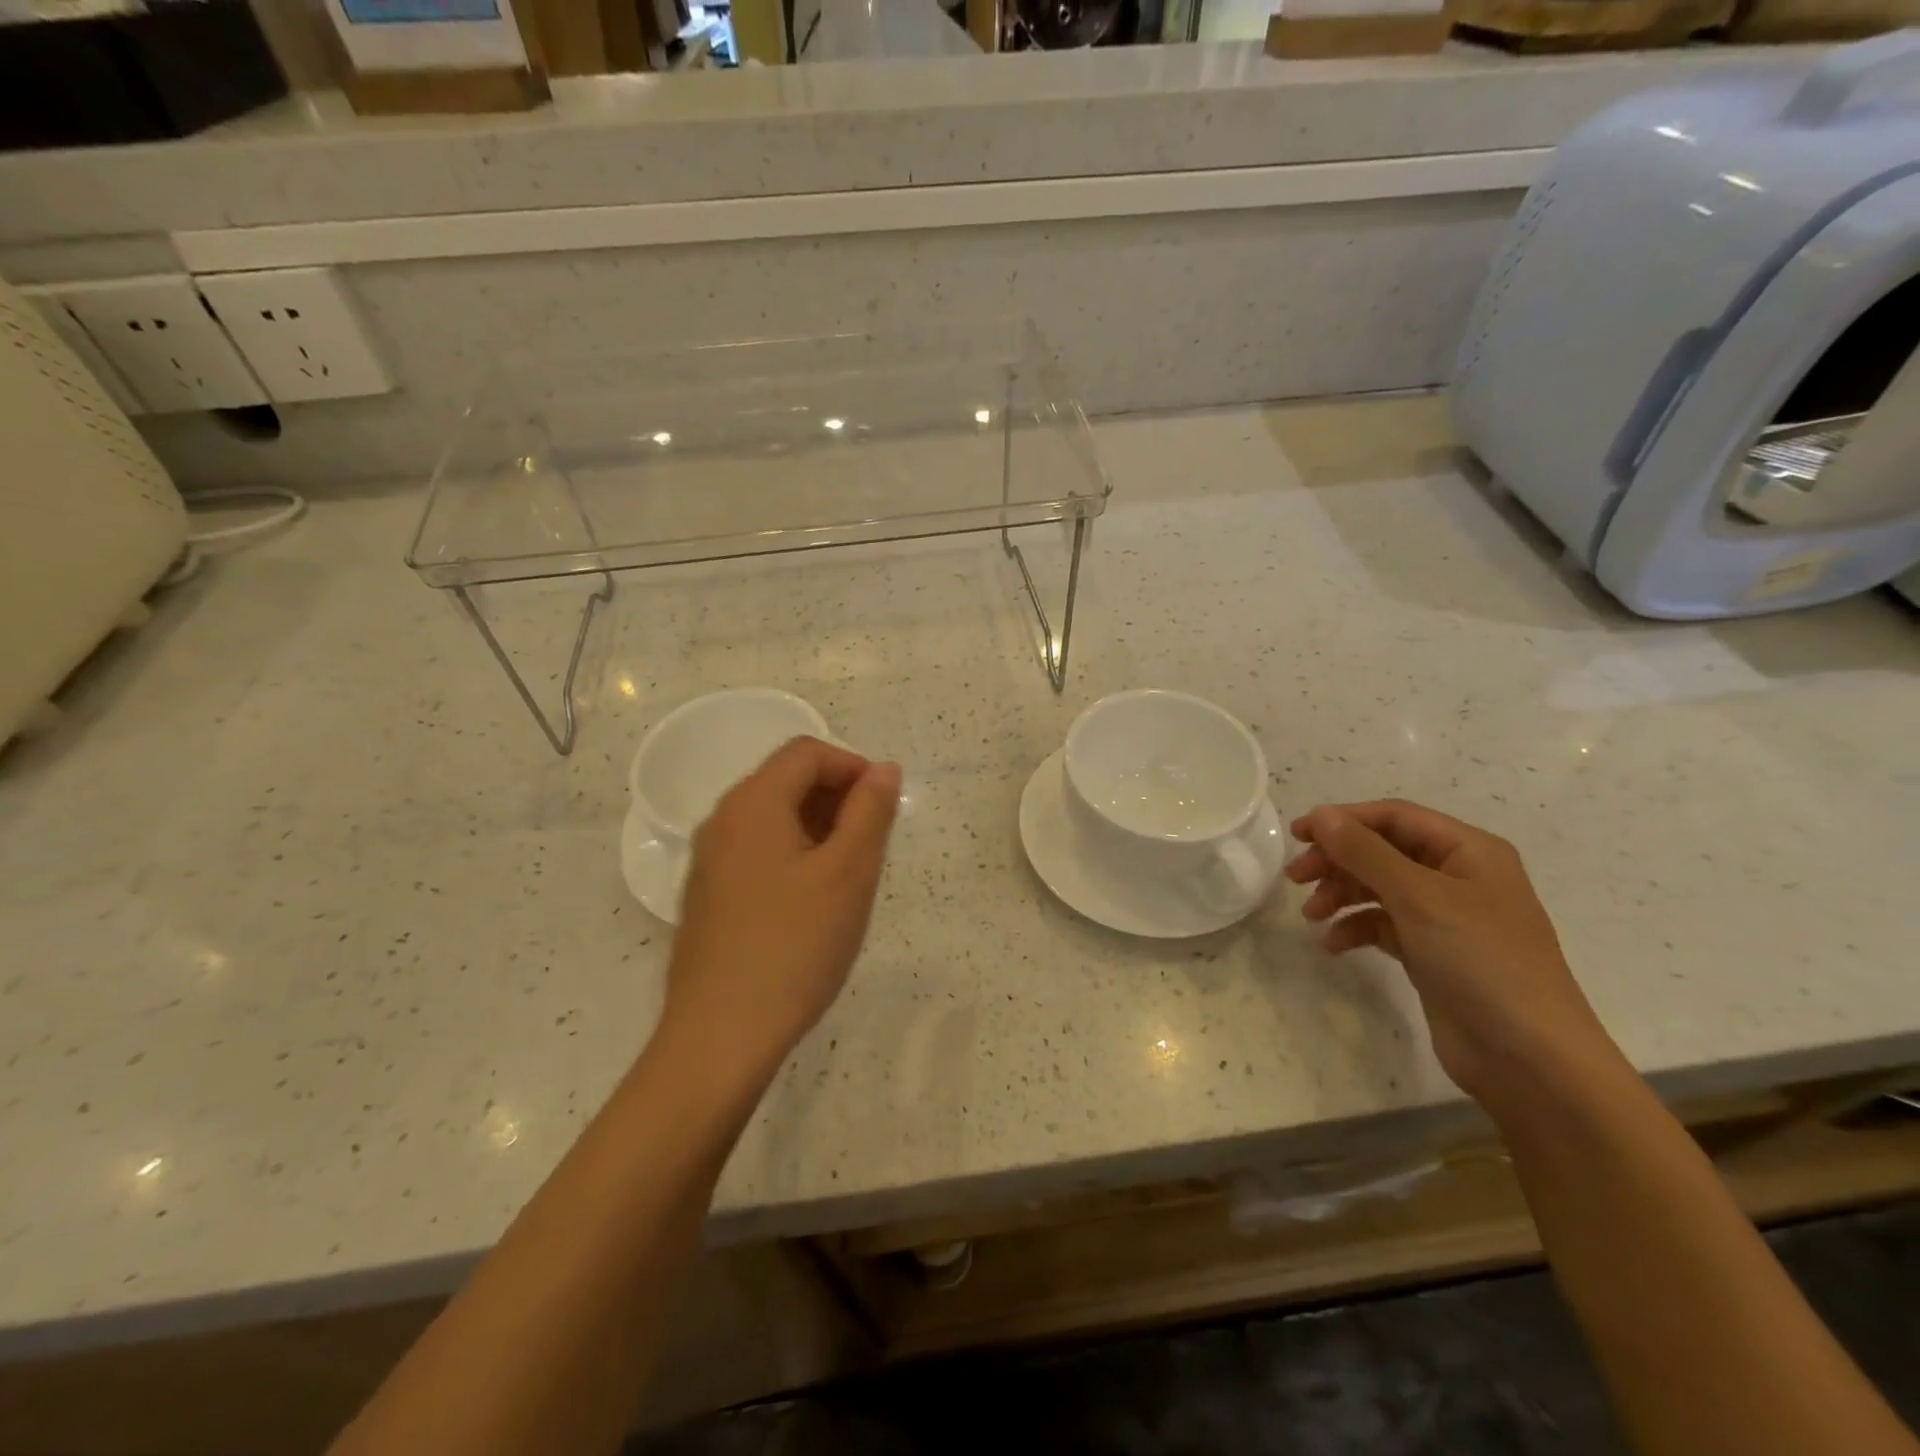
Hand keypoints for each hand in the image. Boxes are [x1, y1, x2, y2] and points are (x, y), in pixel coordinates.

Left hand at [661, 737, 901, 1085]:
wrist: (720, 1036)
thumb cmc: (794, 946)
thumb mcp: (848, 873)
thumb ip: (870, 811)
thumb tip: (884, 768)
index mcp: (752, 803)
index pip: (808, 753)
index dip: (854, 767)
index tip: (885, 808)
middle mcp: (722, 820)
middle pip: (787, 781)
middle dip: (838, 799)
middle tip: (873, 846)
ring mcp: (709, 861)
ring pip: (774, 819)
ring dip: (819, 829)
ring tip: (849, 877)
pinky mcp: (709, 896)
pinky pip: (758, 852)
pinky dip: (794, 856)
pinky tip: (814, 903)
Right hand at [1286, 800, 1620, 1109]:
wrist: (1530, 1058)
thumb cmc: (1481, 961)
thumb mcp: (1419, 897)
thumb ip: (1365, 852)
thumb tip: (1321, 815)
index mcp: (1469, 851)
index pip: (1394, 817)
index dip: (1343, 820)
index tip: (1297, 835)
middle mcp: (1458, 876)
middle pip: (1382, 851)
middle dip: (1337, 860)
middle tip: (1294, 878)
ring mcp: (1446, 917)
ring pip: (1378, 888)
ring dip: (1341, 895)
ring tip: (1311, 915)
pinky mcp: (1432, 952)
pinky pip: (1383, 925)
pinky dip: (1355, 928)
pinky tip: (1333, 944)